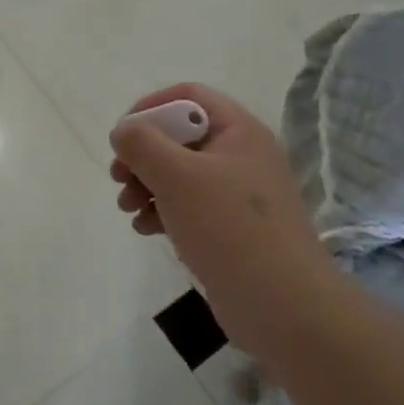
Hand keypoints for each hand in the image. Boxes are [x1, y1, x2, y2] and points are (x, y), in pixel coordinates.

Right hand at [109, 83, 330, 338]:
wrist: (284, 308)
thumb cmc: (229, 228)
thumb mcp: (177, 176)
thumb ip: (142, 144)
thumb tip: (123, 131)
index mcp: (239, 131)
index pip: (188, 96)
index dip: (150, 107)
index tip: (123, 135)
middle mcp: (241, 156)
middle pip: (179, 136)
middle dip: (142, 154)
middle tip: (118, 177)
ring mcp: (237, 195)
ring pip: (179, 173)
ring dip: (146, 184)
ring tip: (127, 208)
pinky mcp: (231, 228)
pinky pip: (188, 205)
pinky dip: (162, 210)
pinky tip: (144, 229)